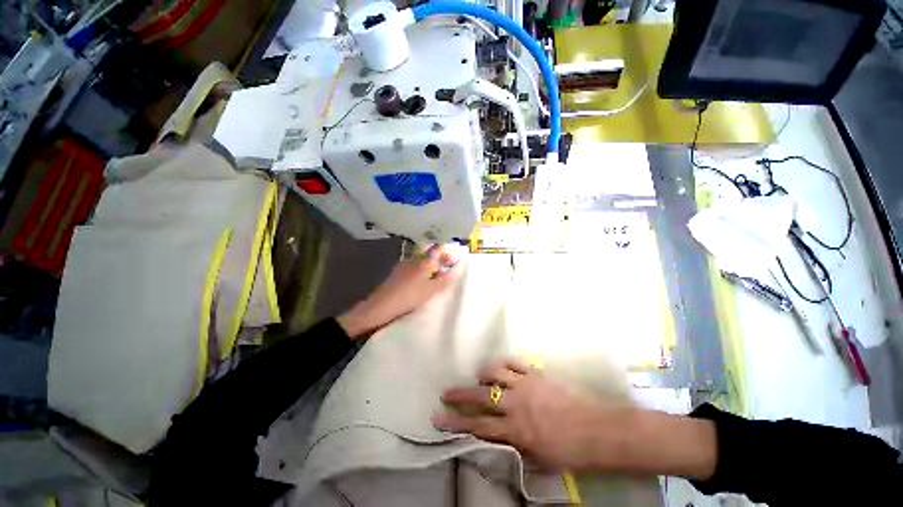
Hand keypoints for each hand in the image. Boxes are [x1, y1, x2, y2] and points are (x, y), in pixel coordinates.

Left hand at [338, 244, 462, 339]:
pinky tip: (420, 280)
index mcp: (425, 261)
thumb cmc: (410, 297)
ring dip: (429, 263)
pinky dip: (420, 268)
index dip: (448, 254)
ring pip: (421, 258)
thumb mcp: (432, 290)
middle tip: (443, 269)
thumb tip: (457, 269)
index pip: (439, 249)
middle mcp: (415, 258)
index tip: (452, 262)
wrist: (382, 305)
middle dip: (438, 257)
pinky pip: (413, 264)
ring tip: (433, 276)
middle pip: (430, 251)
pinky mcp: (398, 270)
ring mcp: (405, 263)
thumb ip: (446, 279)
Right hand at [433, 360, 624, 470]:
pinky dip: (505, 364)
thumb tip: (500, 438)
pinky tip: (502, 368)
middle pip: (480, 396)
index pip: (478, 427)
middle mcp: (515, 404)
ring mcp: (526, 384)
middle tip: (446, 392)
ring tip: (480, 378)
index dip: (455, 423)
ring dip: (484, 375)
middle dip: (460, 394)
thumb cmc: (571, 452)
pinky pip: (515, 362)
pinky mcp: (537, 373)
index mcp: (515, 430)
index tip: (438, 418)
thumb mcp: (539, 460)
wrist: (599, 430)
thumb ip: (516, 447)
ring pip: (495, 372)